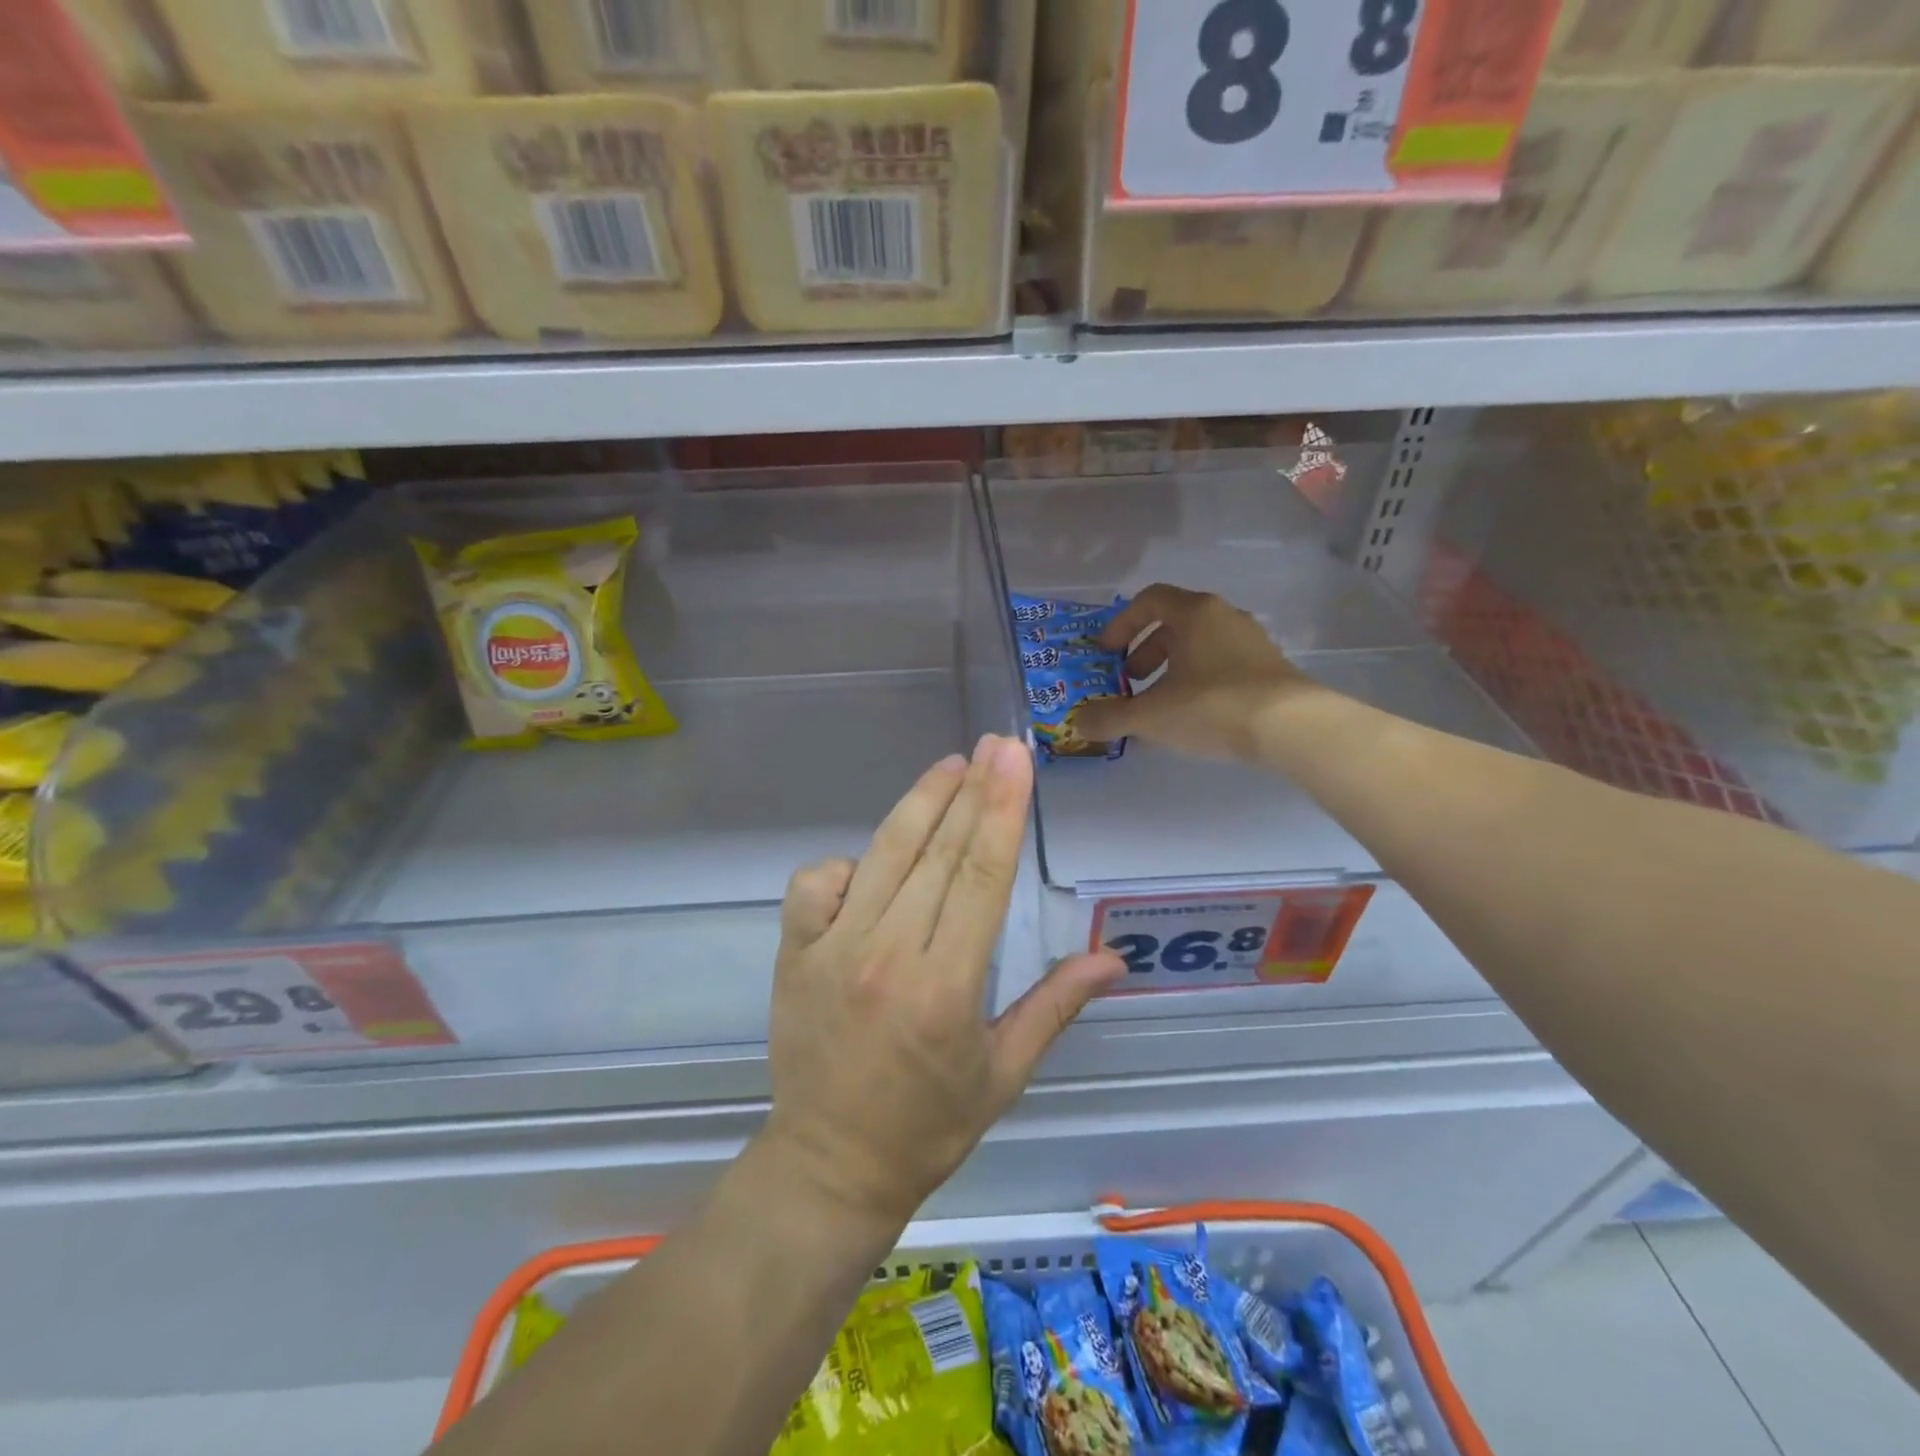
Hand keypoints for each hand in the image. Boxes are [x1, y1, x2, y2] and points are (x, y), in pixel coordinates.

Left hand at [764, 735, 1123, 1226]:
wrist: (830, 1165)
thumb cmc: (929, 1124)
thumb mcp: (1004, 1072)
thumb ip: (1055, 1005)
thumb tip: (1113, 958)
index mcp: (947, 988)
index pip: (981, 876)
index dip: (1002, 810)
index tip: (1015, 759)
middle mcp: (887, 956)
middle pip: (937, 852)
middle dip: (971, 789)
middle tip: (994, 743)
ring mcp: (831, 950)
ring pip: (882, 856)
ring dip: (919, 804)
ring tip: (950, 765)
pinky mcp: (794, 954)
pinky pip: (815, 884)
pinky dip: (846, 862)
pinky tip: (871, 861)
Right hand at [1071, 584, 1309, 761]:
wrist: (1292, 727)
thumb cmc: (1213, 706)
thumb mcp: (1151, 715)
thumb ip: (1110, 717)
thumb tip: (1079, 722)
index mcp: (1193, 613)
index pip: (1149, 600)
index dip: (1122, 624)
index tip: (1106, 652)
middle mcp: (1223, 617)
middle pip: (1174, 623)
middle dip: (1144, 651)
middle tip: (1129, 680)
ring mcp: (1250, 641)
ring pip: (1199, 645)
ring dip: (1171, 668)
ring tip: (1158, 702)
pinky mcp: (1268, 668)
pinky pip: (1221, 664)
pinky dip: (1198, 681)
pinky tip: (1192, 714)